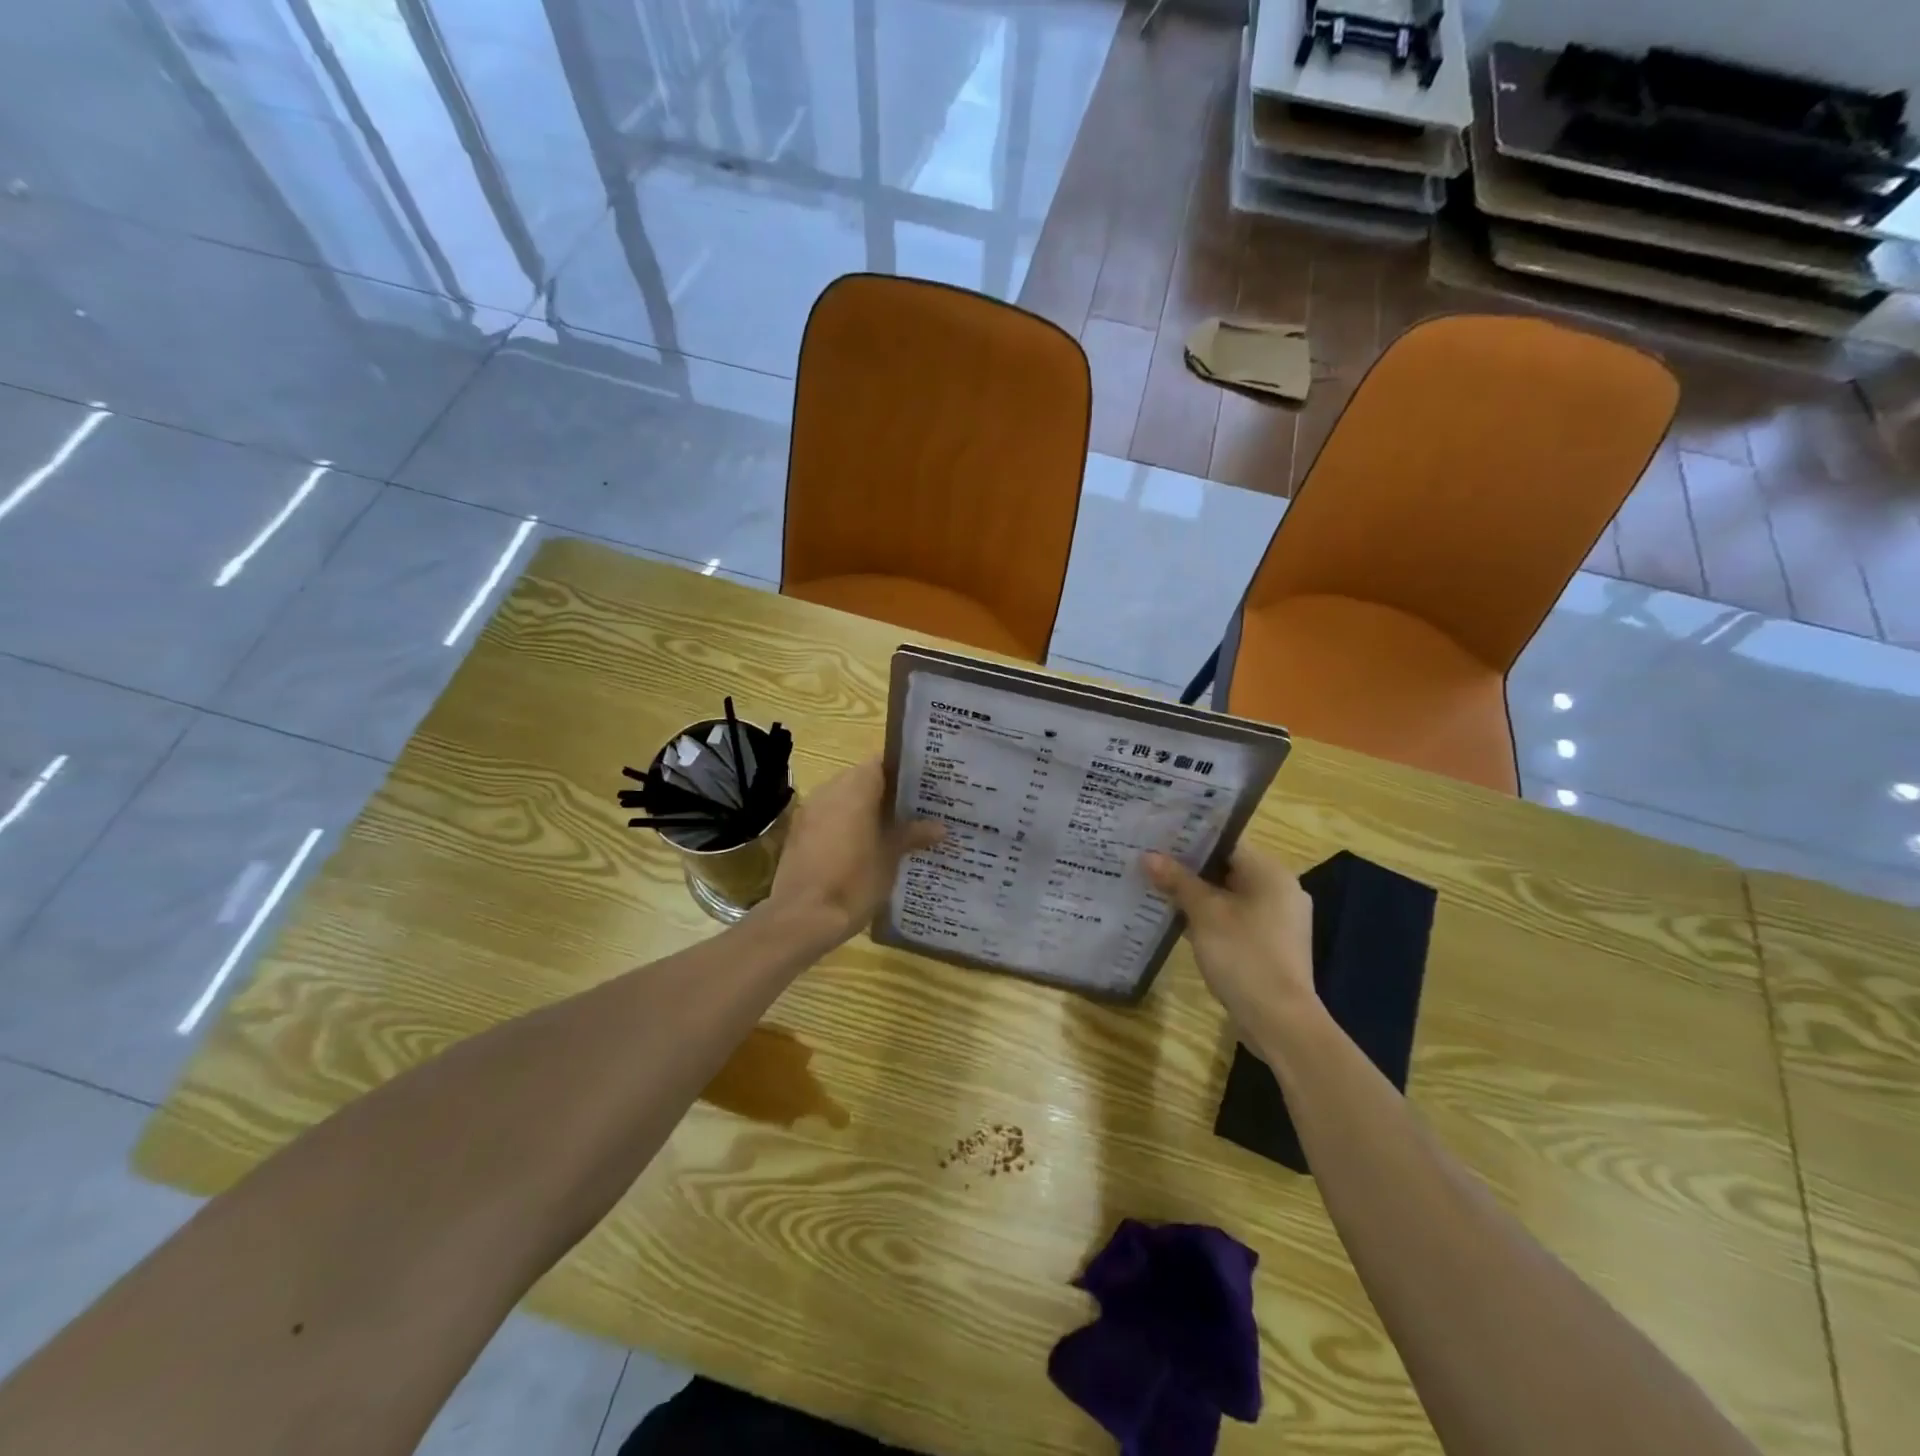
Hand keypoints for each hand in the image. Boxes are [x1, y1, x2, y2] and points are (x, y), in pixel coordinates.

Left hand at [767, 759, 943, 945]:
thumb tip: (940, 826)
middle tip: (914, 810)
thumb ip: (913, 835)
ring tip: (893, 830)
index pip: (882, 762)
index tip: (924, 786)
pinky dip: (846, 825)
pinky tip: (863, 848)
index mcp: (855, 787)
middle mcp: (829, 790)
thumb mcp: (891, 858)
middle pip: (863, 779)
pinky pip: (829, 818)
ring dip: (865, 810)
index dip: (904, 772)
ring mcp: (810, 811)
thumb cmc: (854, 881)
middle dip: (887, 793)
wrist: (802, 918)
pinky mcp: (799, 833)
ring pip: (844, 799)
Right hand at [1143, 848, 1317, 1041]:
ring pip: (1229, 895)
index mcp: (1271, 873)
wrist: (1280, 1021)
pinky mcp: (1271, 945)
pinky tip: (1180, 921)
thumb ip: (1178, 881)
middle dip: (1189, 868)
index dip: (1190, 839)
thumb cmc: (1244, 956)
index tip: (1157, 838)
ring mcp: (1278, 920)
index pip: (1226, 842)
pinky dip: (1211, 917)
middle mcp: (1280, 890)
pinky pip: (1235, 919)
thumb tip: (1149, 856)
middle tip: (1150, 862)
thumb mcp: (1204, 914)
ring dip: (1197, 895)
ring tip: (1158, 888)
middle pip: (1227, 868)